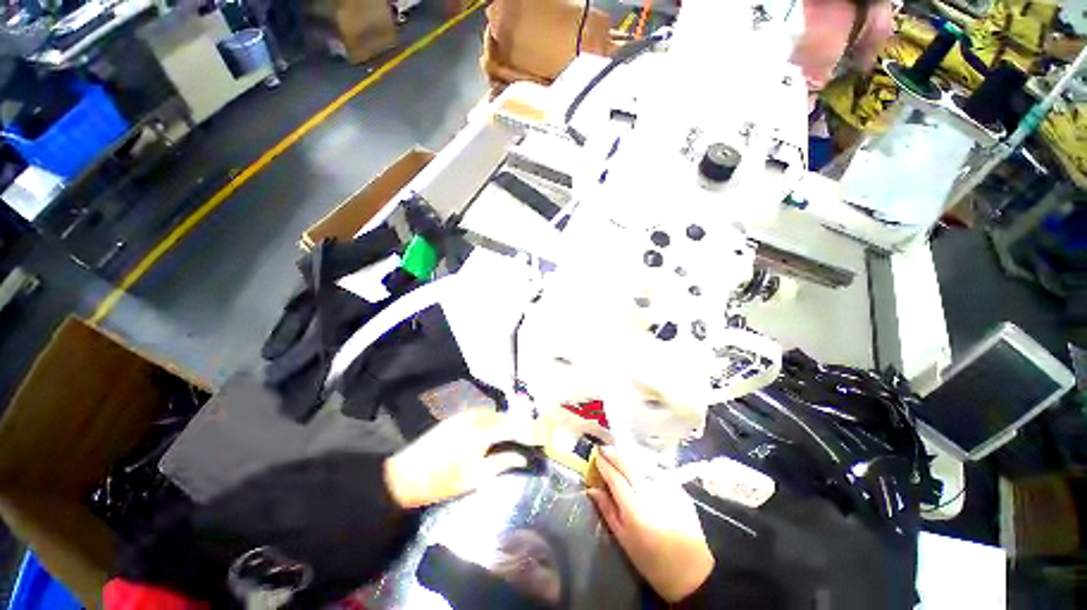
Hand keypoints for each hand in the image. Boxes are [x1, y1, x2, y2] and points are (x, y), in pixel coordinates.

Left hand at [384, 409, 532, 508]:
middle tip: (534, 437)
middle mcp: (478, 416)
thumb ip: (502, 463)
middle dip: (523, 425)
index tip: (544, 439)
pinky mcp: (459, 416)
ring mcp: (467, 414)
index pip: (515, 427)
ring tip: (519, 435)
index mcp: (483, 431)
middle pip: (507, 417)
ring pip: (497, 414)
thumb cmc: (442, 481)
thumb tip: (522, 458)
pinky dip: (496, 421)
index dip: (531, 432)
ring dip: (509, 422)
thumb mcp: (475, 477)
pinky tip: (499, 432)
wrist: (405, 474)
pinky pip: (485, 414)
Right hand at [587, 446, 714, 602]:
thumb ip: (607, 510)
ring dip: (629, 457)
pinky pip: (657, 471)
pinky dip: (645, 465)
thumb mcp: (623, 539)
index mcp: (634, 509)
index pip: (615, 477)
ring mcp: (667, 489)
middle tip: (604, 449)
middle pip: (629, 465)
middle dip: (614, 454)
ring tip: (619, 455)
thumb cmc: (651, 561)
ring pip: (643, 464)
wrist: (691, 571)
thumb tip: (592, 489)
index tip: (596, 455)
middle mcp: (650, 494)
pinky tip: (639, 467)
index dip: (604, 464)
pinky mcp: (679, 489)